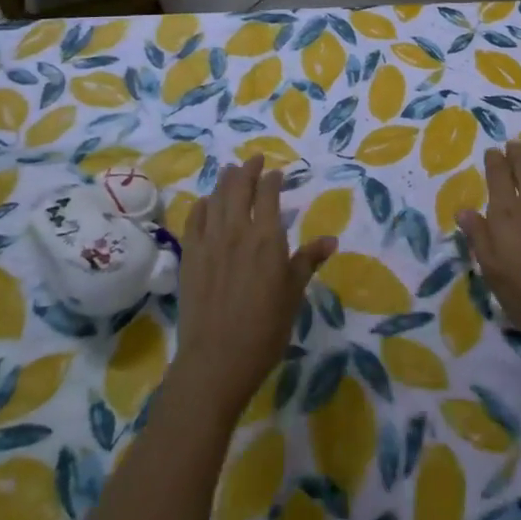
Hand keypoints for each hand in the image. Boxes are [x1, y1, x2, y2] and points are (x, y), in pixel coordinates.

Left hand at [170, 158, 335, 421]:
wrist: (216, 359)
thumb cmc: (265, 329)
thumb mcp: (293, 294)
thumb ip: (307, 261)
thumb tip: (330, 240)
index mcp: (267, 237)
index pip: (268, 194)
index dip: (272, 179)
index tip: (276, 173)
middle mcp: (237, 230)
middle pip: (239, 187)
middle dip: (248, 170)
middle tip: (254, 160)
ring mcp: (209, 242)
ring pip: (216, 198)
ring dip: (225, 181)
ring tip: (231, 171)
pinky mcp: (190, 256)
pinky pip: (194, 220)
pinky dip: (202, 205)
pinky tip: (206, 203)